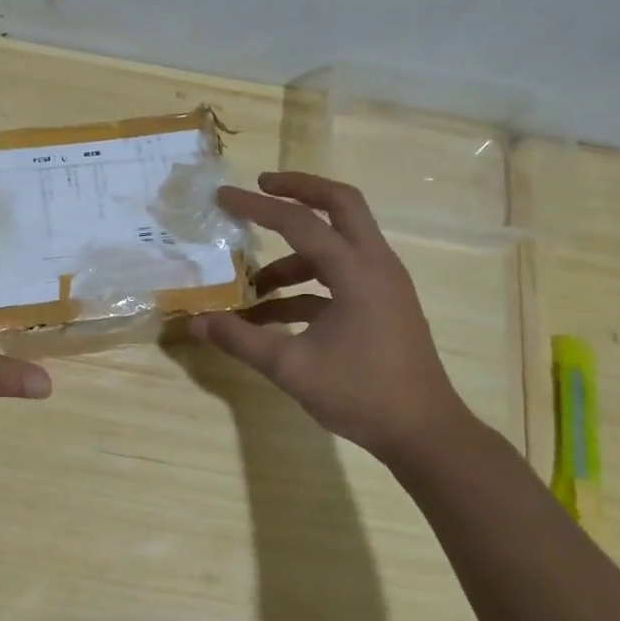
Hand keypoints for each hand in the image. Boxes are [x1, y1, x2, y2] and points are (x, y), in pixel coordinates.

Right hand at [188, 172, 470, 462]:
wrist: (423, 432)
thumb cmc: (360, 393)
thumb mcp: (290, 367)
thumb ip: (240, 339)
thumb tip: (195, 322)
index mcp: (356, 271)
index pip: (299, 222)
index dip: (257, 207)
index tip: (223, 197)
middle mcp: (375, 265)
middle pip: (341, 204)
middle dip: (299, 190)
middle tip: (261, 188)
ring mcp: (383, 284)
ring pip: (339, 243)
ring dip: (295, 254)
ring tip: (254, 284)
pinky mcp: (383, 304)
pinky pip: (341, 277)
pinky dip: (307, 285)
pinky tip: (274, 315)